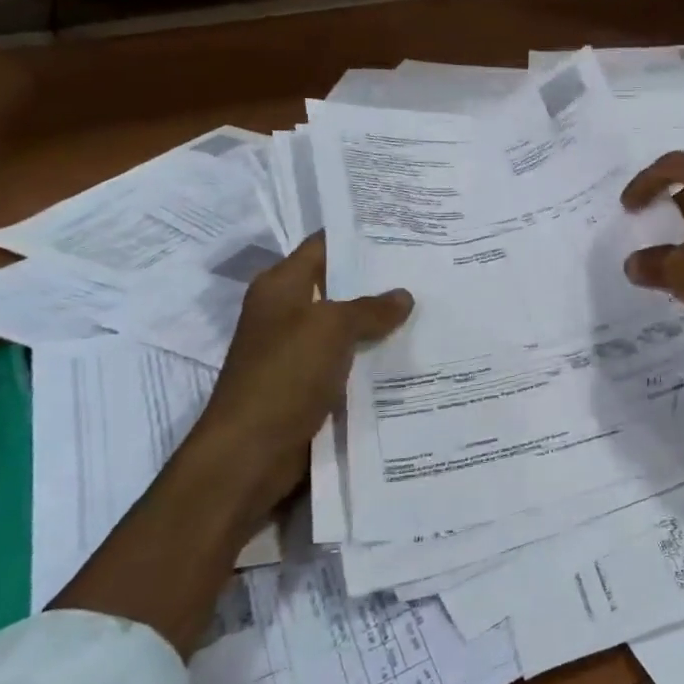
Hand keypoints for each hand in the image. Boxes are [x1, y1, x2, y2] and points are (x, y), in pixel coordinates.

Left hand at [186, 232, 412, 523]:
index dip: (359, 236)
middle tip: (429, 266)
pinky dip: (377, 356)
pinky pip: (351, 361)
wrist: (250, 454)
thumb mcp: (331, 328)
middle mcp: (288, 313)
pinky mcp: (311, 385)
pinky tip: (414, 351)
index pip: (323, 246)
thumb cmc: (284, 376)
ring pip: (349, 326)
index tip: (403, 228)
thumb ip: (370, 308)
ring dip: (382, 321)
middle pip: (339, 285)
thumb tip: (403, 295)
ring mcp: (299, 351)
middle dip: (380, 279)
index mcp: (280, 287)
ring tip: (432, 304)